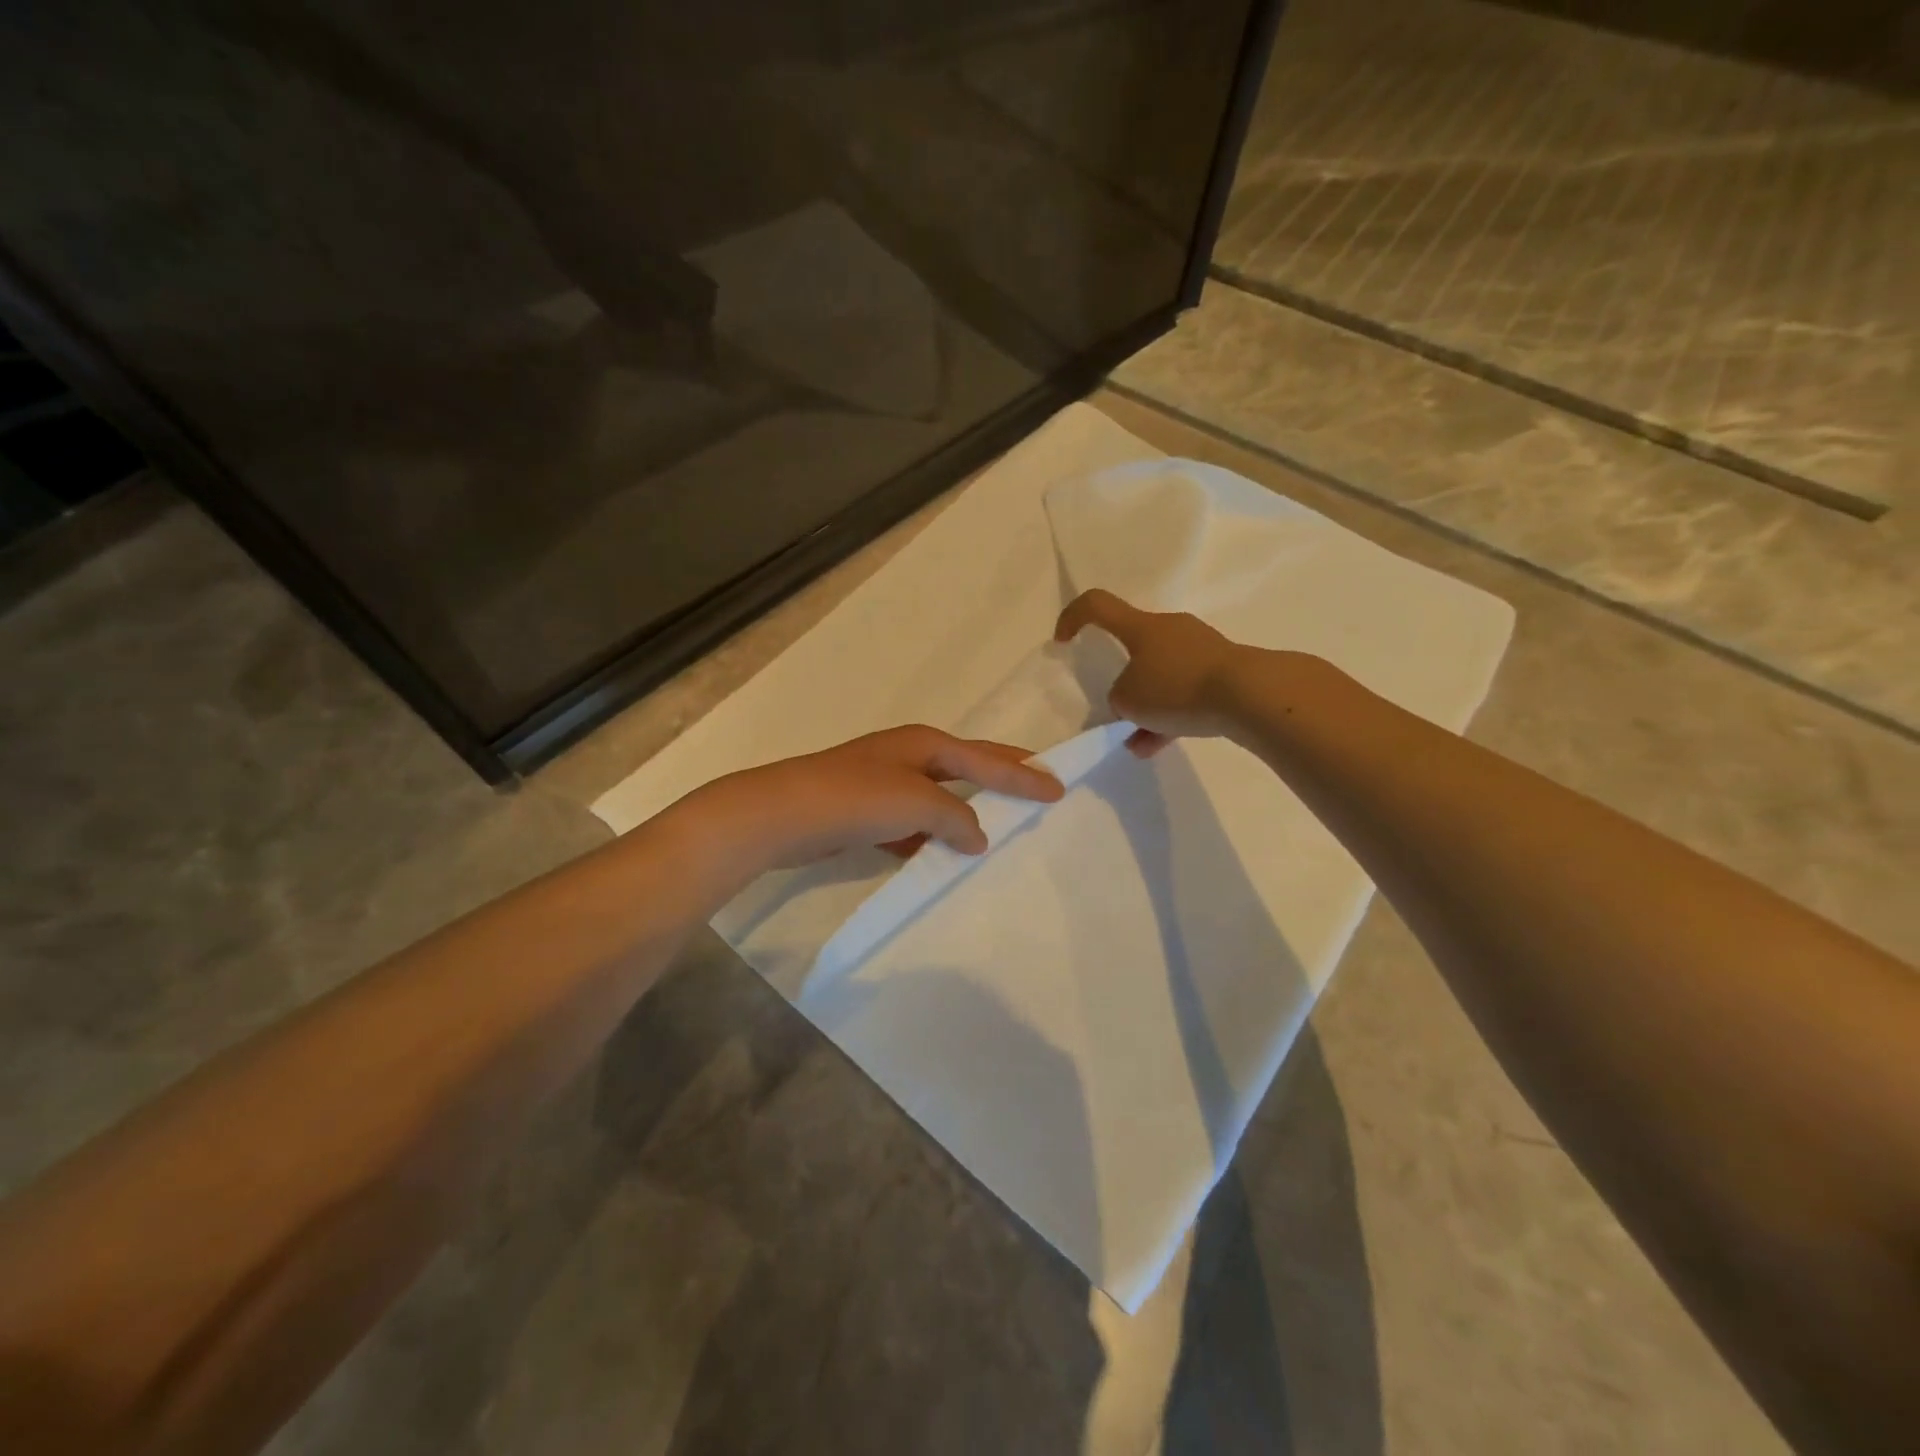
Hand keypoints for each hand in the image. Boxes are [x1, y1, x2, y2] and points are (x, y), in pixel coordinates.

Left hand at [682, 726, 1063, 873]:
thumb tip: (977, 836)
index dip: (1025, 774)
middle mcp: (908, 756)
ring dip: (968, 811)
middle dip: (1004, 778)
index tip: (1060, 788)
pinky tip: (942, 855)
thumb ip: (955, 817)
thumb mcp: (916, 802)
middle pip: (968, 766)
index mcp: (926, 744)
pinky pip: (914, 823)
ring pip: (941, 798)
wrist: (781, 814)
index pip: (987, 758)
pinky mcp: (866, 812)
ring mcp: (884, 783)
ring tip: (1000, 828)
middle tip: (1040, 789)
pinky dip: (932, 836)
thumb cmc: (855, 798)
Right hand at [1054, 589, 1246, 756]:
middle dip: (1121, 678)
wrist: (1249, 694)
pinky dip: (1169, 715)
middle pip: (1134, 645)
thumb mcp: (1127, 700)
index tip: (1063, 641)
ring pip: (1161, 674)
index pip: (1097, 605)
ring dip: (1147, 704)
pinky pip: (1185, 690)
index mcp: (1141, 627)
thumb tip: (1132, 701)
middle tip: (1116, 708)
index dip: (1073, 617)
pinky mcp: (1222, 670)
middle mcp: (1170, 629)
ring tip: (1137, 740)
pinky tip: (1160, 745)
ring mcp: (1199, 648)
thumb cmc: (1176, 687)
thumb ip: (1119, 698)